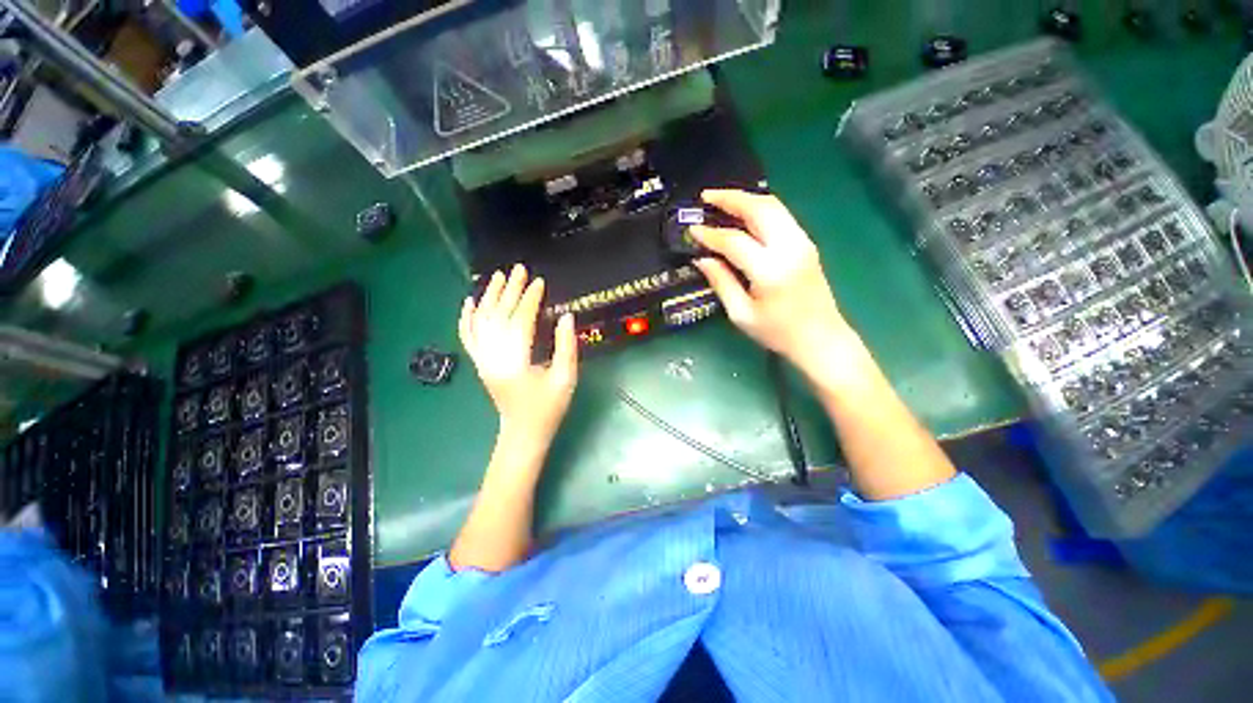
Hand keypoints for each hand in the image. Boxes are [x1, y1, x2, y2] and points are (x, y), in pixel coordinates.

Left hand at [459, 264, 578, 445]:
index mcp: (516, 361)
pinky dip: (466, 318)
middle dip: (509, 290)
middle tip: (519, 269)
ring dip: (489, 297)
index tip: (539, 282)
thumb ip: (566, 346)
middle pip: (498, 316)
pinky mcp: (479, 363)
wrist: (523, 432)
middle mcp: (493, 357)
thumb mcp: (565, 378)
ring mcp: (482, 360)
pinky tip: (470, 302)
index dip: (529, 299)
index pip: (520, 321)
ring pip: (481, 322)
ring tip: (498, 276)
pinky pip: (467, 337)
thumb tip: (566, 317)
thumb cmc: (548, 407)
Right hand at [690, 189, 854, 377]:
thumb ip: (721, 282)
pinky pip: (781, 215)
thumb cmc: (778, 333)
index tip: (691, 230)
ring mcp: (802, 242)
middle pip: (759, 209)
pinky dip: (759, 208)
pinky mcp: (806, 244)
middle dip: (730, 198)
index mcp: (770, 270)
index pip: (734, 241)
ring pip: (773, 206)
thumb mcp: (741, 314)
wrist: (821, 339)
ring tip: (721, 200)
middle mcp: (790, 248)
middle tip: (706, 197)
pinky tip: (744, 214)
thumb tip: (702, 258)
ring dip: (746, 199)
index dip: (710, 234)